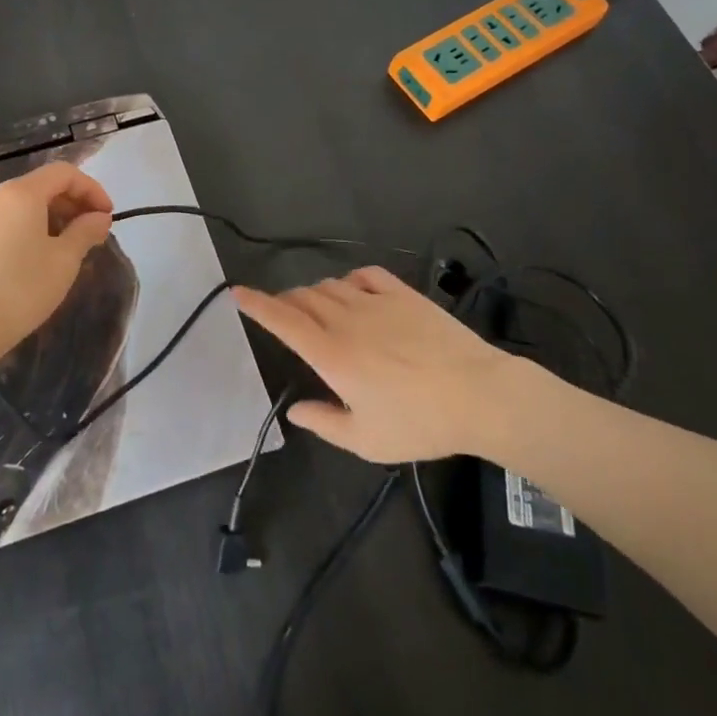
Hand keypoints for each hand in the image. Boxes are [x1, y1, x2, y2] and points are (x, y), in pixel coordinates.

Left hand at [0, 161, 114, 375]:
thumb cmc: (21, 290)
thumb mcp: (64, 260)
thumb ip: (86, 231)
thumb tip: (99, 217)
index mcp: (20, 193)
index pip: (63, 173)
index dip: (91, 189)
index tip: (107, 216)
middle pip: (40, 186)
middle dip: (71, 203)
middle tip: (91, 232)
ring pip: (20, 205)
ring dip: (49, 217)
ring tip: (65, 247)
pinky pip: (2, 222)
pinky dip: (25, 229)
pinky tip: (33, 258)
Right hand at [232, 267, 528, 463]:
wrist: (480, 395)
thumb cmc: (420, 423)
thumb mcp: (366, 440)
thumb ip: (324, 423)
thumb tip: (295, 409)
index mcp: (331, 354)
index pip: (282, 320)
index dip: (256, 304)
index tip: (237, 292)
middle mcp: (346, 320)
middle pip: (302, 297)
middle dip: (284, 302)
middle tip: (283, 315)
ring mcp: (376, 302)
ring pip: (329, 285)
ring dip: (314, 293)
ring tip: (317, 309)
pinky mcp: (403, 294)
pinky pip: (365, 275)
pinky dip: (348, 279)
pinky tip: (352, 291)